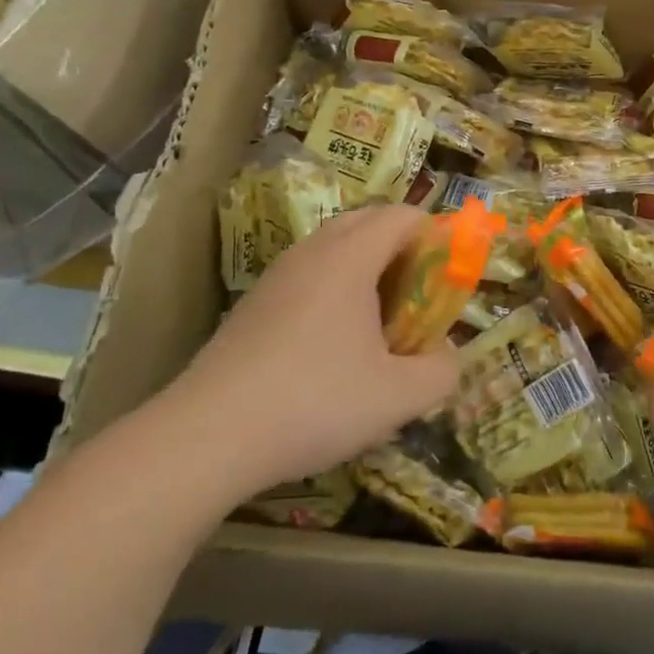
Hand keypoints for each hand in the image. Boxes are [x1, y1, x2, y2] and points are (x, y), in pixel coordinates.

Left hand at [167, 205, 459, 497]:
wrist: (206, 437)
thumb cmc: (314, 402)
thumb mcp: (398, 398)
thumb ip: (442, 372)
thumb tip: (447, 356)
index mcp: (351, 256)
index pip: (404, 216)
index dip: (435, 238)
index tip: (444, 283)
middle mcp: (313, 251)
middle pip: (369, 223)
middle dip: (402, 252)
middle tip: (415, 300)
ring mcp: (277, 275)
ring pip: (335, 249)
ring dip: (366, 272)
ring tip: (377, 326)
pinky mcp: (253, 304)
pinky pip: (308, 276)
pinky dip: (333, 292)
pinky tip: (331, 349)